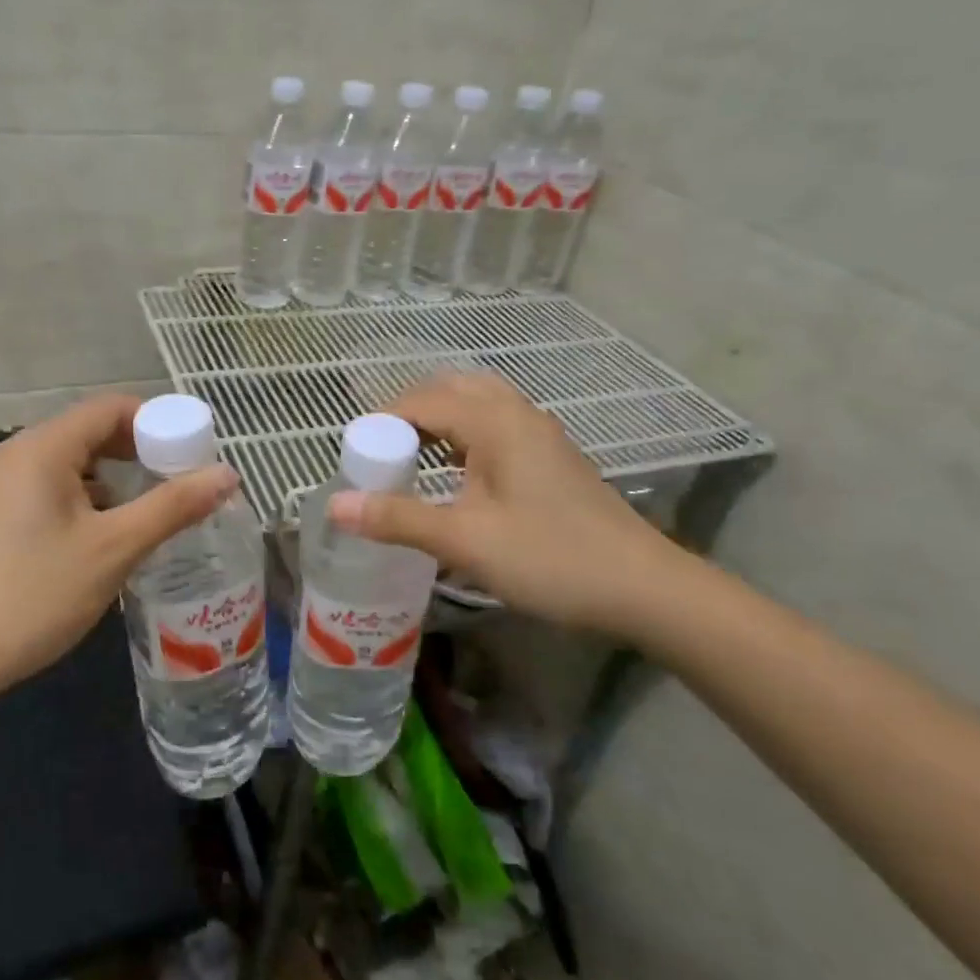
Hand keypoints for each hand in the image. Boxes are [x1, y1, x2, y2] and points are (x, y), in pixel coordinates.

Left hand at [0, 394, 238, 696]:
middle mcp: (15, 454)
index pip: (110, 409)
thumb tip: (228, 474)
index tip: (193, 454)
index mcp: (41, 448)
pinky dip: (86, 497)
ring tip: (152, 510)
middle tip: (180, 484)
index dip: (158, 423)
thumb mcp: (115, 549)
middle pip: (90, 431)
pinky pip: (50, 486)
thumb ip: (173, 506)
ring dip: (114, 477)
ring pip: (71, 462)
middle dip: (139, 452)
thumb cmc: (36, 595)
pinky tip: (107, 532)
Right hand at [327, 372, 694, 637]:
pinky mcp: (551, 458)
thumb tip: (335, 506)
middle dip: (409, 413)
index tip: (355, 455)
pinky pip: (495, 427)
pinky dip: (463, 436)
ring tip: (411, 459)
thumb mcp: (465, 541)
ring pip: (477, 406)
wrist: (644, 588)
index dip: (382, 422)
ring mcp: (540, 435)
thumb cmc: (551, 558)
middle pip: (451, 390)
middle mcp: (518, 414)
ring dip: (438, 422)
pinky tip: (456, 476)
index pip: (422, 401)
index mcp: (495, 421)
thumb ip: (398, 519)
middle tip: (381, 452)